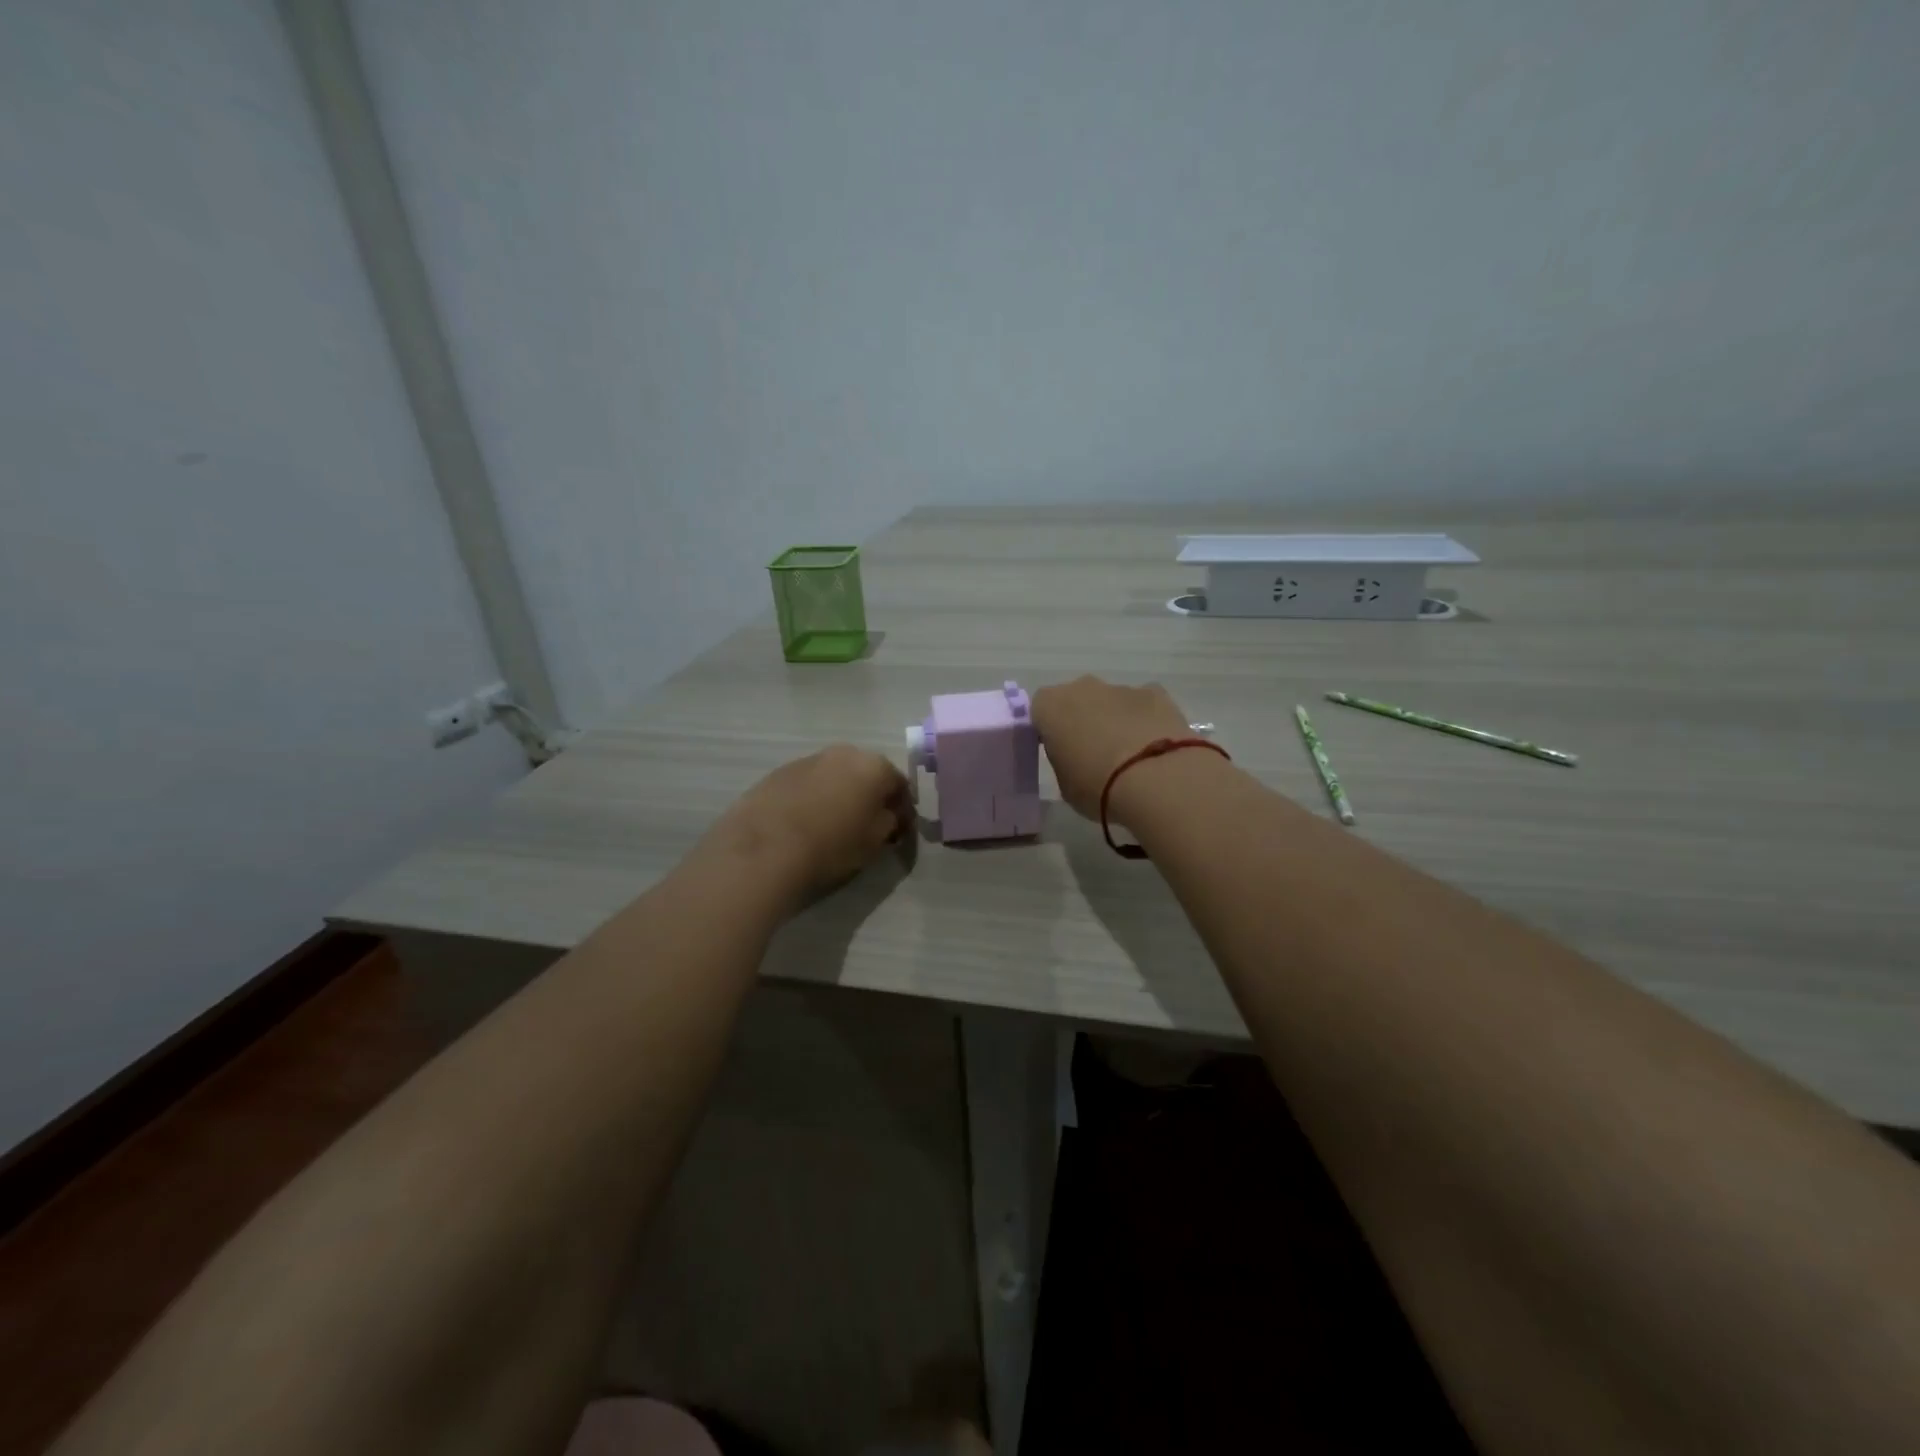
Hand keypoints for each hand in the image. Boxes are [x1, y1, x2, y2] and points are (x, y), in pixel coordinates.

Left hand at [705, 744, 910, 904]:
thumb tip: (889, 814)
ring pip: (833, 776)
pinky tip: (803, 823)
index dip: (902, 809)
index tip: (898, 831)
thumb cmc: (833, 845)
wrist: (766, 849)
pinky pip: (806, 785)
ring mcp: (807, 759)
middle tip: (866, 826)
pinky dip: (811, 799)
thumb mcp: (875, 841)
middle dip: (869, 796)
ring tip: (831, 825)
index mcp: (873, 766)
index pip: (900, 784)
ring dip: (838, 795)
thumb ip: (890, 821)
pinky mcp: (777, 773)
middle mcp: (842, 753)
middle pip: (865, 774)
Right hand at [1031, 676, 1197, 821]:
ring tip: (1130, 758)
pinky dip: (1145, 721)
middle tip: (1093, 754)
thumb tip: (1077, 758)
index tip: (1060, 752)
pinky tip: (1154, 748)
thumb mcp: (1066, 785)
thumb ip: (1065, 762)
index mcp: (1050, 707)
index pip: (1040, 711)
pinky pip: (1143, 705)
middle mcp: (1082, 688)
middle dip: (1082, 720)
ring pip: (1111, 702)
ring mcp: (1121, 688)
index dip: (1049, 731)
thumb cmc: (1097, 786)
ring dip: (1115, 721)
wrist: (1155, 780)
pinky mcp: (1156, 693)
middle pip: (1077, 700)